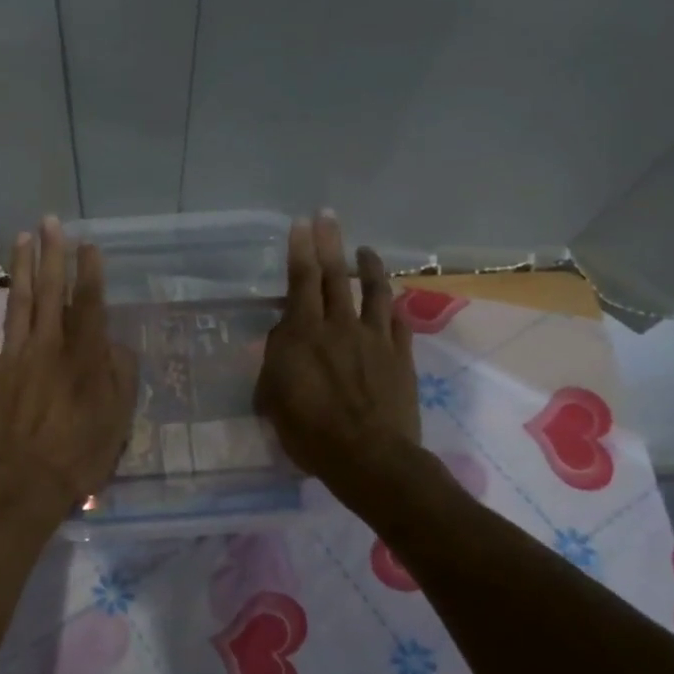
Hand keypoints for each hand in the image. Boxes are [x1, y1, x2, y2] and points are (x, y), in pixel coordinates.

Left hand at [0, 217, 138, 522]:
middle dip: (51, 254)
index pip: (87, 303)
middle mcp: (47, 346)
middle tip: (50, 222)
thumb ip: (119, 376)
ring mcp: (12, 357)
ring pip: (17, 302)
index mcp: (82, 357)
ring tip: (22, 238)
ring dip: (20, 268)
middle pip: (49, 292)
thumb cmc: (77, 456)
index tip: (88, 244)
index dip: (89, 271)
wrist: (21, 485)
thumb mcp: (116, 421)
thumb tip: (113, 344)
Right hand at [254, 213, 419, 485]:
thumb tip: (283, 343)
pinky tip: (392, 302)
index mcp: (304, 334)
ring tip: (366, 250)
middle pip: (334, 276)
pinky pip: (397, 323)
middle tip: (328, 216)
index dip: (301, 250)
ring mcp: (375, 339)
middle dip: (329, 242)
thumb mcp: (273, 399)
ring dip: (368, 268)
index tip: (303, 223)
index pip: (301, 281)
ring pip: (373, 292)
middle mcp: (340, 326)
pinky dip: (392, 308)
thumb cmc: (310, 433)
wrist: (369, 457)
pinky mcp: (401, 357)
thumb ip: (277, 363)